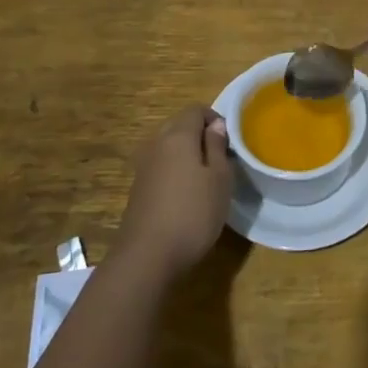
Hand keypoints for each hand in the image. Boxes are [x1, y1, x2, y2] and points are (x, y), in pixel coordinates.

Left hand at [115, 106, 233, 279]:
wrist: (146, 257)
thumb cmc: (192, 213)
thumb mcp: (219, 179)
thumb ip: (217, 147)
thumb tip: (216, 124)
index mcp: (178, 136)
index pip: (196, 110)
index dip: (215, 118)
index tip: (229, 141)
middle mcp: (156, 144)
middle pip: (179, 125)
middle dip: (200, 135)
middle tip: (220, 159)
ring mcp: (143, 167)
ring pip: (169, 147)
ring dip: (187, 154)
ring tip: (205, 179)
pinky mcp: (138, 189)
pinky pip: (160, 167)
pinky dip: (174, 172)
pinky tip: (185, 196)